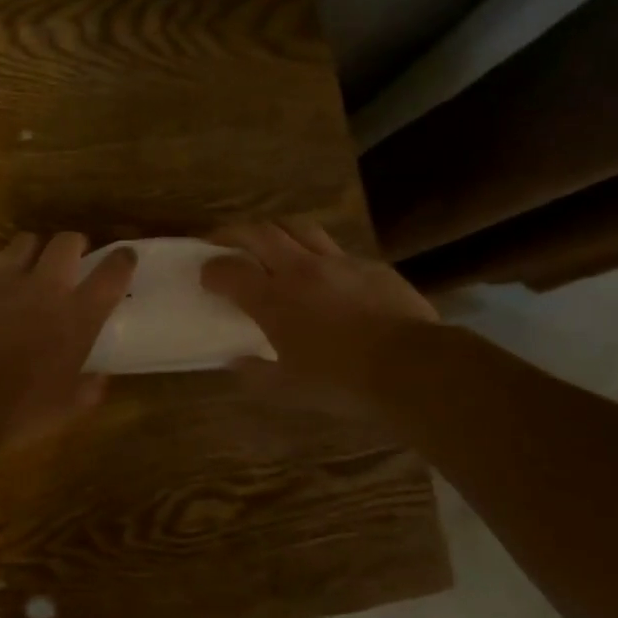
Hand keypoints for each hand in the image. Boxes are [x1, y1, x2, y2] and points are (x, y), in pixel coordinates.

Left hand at [0, 232, 137, 445]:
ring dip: (29, 248)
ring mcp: (3, 279)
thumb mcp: (66, 409)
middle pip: (66, 243)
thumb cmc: (20, 410)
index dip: (121, 260)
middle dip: (73, 244)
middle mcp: (45, 287)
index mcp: (77, 317)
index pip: (112, 275)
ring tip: (26, 260)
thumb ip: (88, 390)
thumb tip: (100, 380)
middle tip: (71, 256)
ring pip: (23, 241)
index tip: (124, 256)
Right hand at [200, 220, 436, 407]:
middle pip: (259, 232)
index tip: (205, 274)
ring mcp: (338, 262)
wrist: (412, 367)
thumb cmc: (342, 382)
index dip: (212, 269)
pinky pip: (336, 250)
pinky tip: (323, 273)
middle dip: (233, 232)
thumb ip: (256, 374)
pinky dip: (318, 254)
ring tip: (269, 242)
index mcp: (273, 299)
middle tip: (223, 241)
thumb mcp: (289, 390)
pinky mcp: (370, 265)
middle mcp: (300, 270)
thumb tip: (237, 362)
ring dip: (276, 230)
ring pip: (298, 227)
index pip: (229, 270)